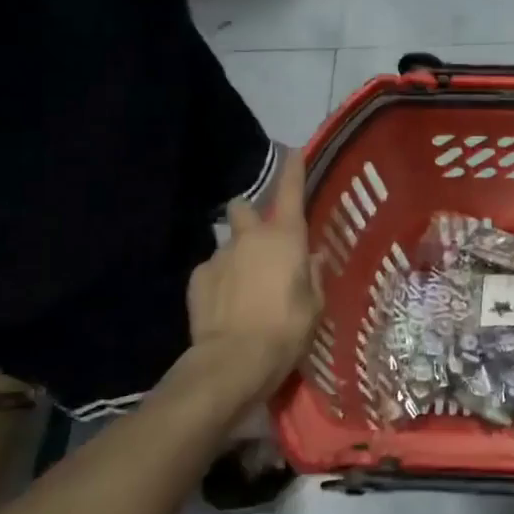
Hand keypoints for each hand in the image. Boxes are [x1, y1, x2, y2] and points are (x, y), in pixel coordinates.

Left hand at [179, 152, 321, 401]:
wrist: (233, 361)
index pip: (291, 191)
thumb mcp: (315, 305)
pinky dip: (220, 279)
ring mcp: (219, 255)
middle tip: (261, 240)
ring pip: (228, 241)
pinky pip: (212, 269)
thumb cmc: (287, 329)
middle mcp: (251, 237)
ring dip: (236, 253)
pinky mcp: (197, 278)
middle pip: (244, 207)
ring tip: (244, 283)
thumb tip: (311, 258)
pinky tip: (226, 304)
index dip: (293, 169)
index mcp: (286, 238)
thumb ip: (313, 275)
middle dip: (251, 216)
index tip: (293, 151)